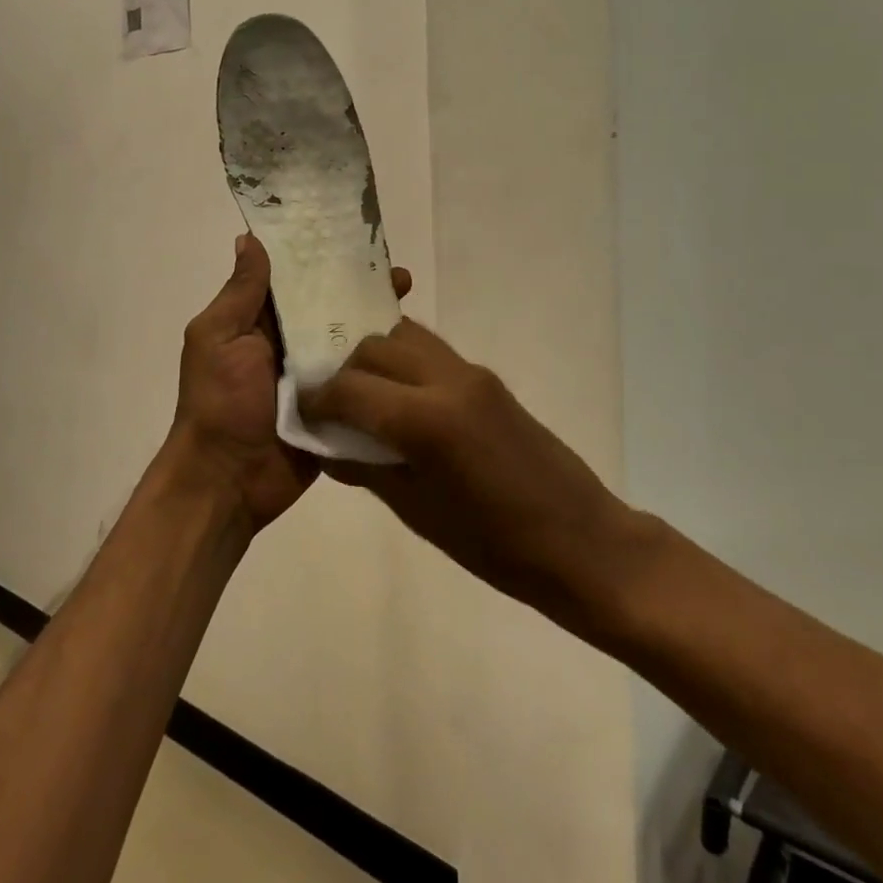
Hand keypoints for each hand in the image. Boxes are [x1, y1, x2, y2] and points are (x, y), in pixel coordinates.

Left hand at [169, 234, 411, 537]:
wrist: (227, 482)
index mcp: (258, 324)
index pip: (297, 281)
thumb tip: (249, 238)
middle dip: (361, 292)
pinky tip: (414, 353)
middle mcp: (288, 345)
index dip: (324, 260)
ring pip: (349, 344)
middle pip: (329, 310)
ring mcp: (314, 379)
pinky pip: (360, 383)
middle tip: (401, 277)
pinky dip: (381, 369)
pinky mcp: (335, 409)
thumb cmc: (219, 403)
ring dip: (377, 327)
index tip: (359, 241)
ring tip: (413, 309)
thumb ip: (240, 293)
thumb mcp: (219, 338)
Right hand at [297, 320, 633, 631]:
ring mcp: (472, 373)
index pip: (349, 388)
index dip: (317, 399)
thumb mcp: (418, 512)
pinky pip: (431, 352)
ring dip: (375, 359)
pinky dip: (404, 363)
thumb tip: (326, 444)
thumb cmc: (495, 545)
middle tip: (332, 407)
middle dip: (343, 371)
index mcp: (427, 420)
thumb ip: (365, 468)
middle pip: (374, 347)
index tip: (302, 413)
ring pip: (404, 337)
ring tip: (365, 398)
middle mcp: (448, 379)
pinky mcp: (488, 378)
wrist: (580, 541)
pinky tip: (400, 400)